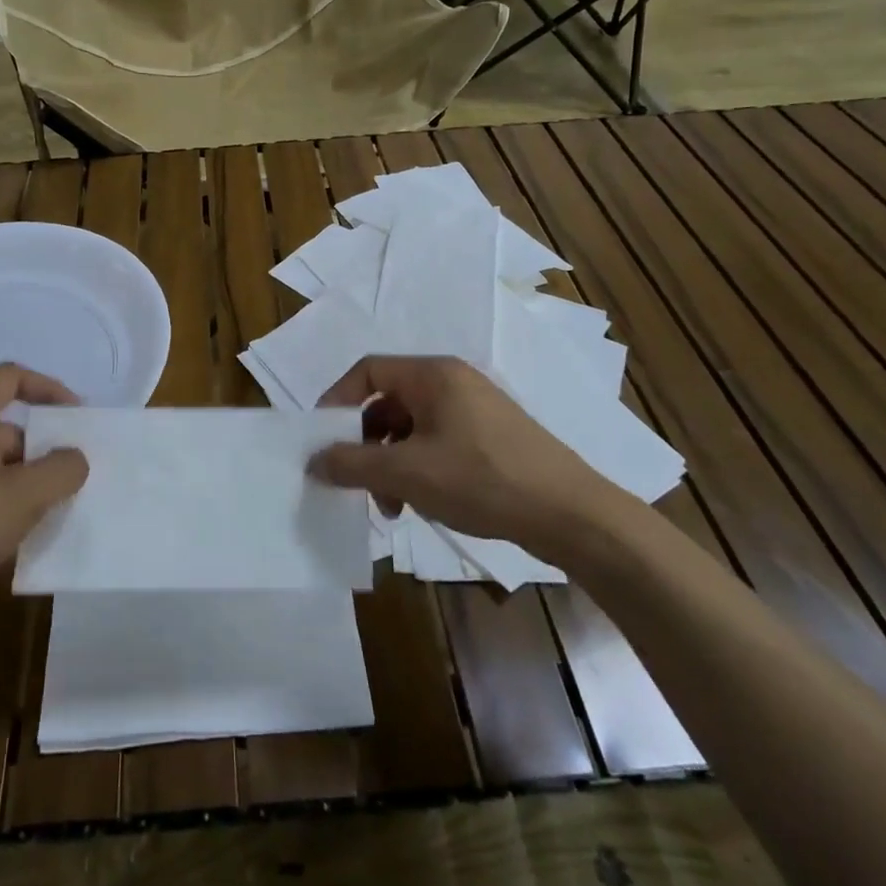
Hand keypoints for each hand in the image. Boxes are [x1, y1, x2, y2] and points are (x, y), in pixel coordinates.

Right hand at [308, 355, 634, 563]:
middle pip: (387, 402)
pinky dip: (418, 468)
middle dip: (365, 445)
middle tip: (360, 485)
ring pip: (410, 428)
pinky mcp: (490, 437)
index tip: (323, 440)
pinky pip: (436, 442)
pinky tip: (422, 503)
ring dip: (390, 463)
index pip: (367, 370)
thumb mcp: (408, 474)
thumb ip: (353, 464)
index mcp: (433, 375)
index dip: (337, 401)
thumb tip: (314, 460)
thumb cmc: (483, 480)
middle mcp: (452, 382)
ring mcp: (474, 409)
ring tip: (393, 507)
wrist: (571, 515)